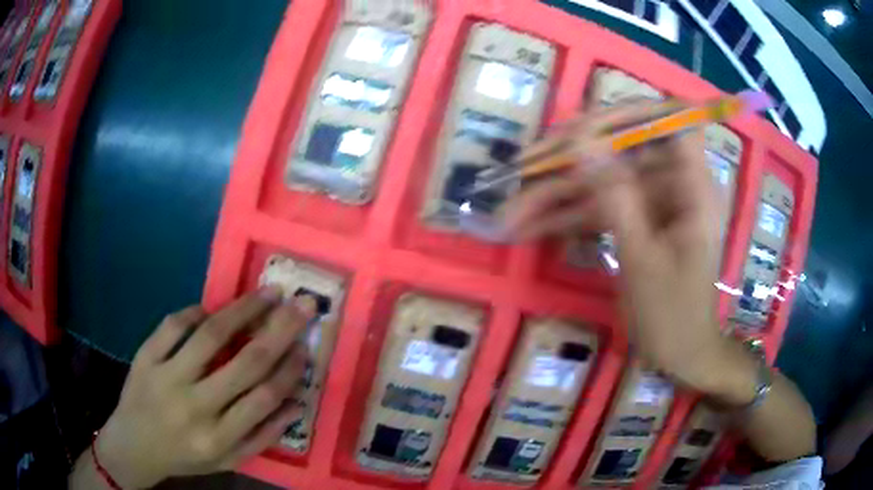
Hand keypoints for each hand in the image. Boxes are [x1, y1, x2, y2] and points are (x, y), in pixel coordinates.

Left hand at [94, 288, 314, 487]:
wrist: (133, 446)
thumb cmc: (184, 456)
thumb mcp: (227, 460)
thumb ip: (262, 437)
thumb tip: (296, 404)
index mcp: (219, 438)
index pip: (264, 397)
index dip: (290, 369)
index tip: (305, 346)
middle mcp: (196, 407)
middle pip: (246, 362)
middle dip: (280, 329)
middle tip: (302, 304)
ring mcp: (166, 377)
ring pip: (211, 335)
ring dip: (244, 309)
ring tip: (267, 292)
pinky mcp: (145, 357)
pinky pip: (173, 325)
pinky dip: (195, 312)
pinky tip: (209, 309)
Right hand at [503, 104, 753, 402]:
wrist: (680, 355)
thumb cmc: (673, 314)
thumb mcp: (642, 257)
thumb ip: (615, 195)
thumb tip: (582, 139)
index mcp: (692, 184)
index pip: (670, 119)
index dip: (631, 112)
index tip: (586, 124)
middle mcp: (672, 182)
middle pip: (620, 148)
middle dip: (570, 161)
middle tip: (522, 170)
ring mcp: (651, 200)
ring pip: (602, 179)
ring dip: (557, 195)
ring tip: (510, 215)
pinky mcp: (635, 219)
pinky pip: (599, 206)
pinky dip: (567, 217)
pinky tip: (529, 228)